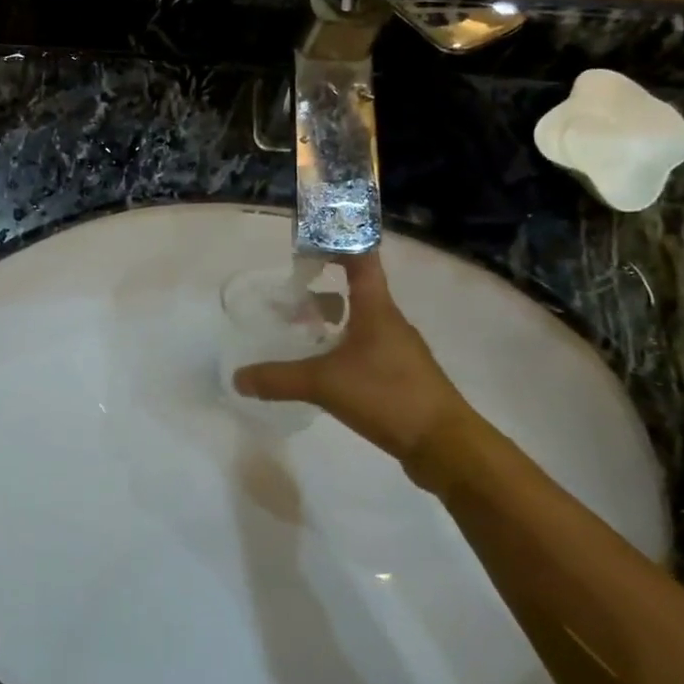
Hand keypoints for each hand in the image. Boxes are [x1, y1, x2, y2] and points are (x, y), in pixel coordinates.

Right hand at [233, 252, 482, 492]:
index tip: (310, 238)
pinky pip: (367, 349)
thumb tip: (238, 377)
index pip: (360, 259)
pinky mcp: (402, 376)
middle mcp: (390, 322)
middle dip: (324, 291)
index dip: (338, 241)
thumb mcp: (324, 384)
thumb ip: (279, 379)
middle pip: (357, 291)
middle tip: (291, 299)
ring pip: (361, 322)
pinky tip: (327, 371)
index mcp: (376, 309)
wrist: (445, 444)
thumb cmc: (387, 395)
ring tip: (303, 335)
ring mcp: (399, 350)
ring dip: (334, 321)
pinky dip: (344, 348)